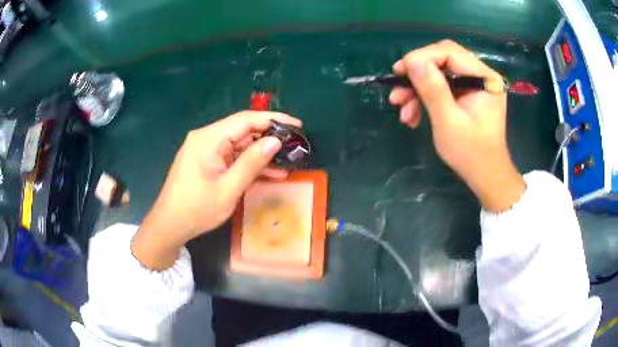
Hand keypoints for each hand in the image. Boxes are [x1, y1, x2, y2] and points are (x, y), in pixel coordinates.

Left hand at [132, 111, 301, 269]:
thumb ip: (251, 163)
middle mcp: (206, 138)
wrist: (169, 225)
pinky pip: (232, 156)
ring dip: (261, 153)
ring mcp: (205, 150)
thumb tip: (275, 141)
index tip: (297, 125)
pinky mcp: (206, 161)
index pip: (246, 119)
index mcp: (208, 139)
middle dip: (269, 137)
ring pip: (239, 144)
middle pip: (243, 130)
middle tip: (295, 146)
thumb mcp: (228, 189)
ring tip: (287, 161)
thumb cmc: (196, 209)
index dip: (273, 120)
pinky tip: (269, 172)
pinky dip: (248, 163)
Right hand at [389, 40, 524, 211]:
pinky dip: (427, 98)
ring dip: (419, 90)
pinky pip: (444, 87)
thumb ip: (432, 89)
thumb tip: (412, 61)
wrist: (486, 176)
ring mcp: (476, 85)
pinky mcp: (469, 94)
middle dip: (418, 75)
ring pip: (440, 74)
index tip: (399, 72)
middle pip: (443, 60)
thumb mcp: (448, 122)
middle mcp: (482, 75)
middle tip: (397, 90)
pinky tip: (414, 115)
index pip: (449, 52)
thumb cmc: (471, 154)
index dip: (422, 57)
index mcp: (484, 78)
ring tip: (402, 111)